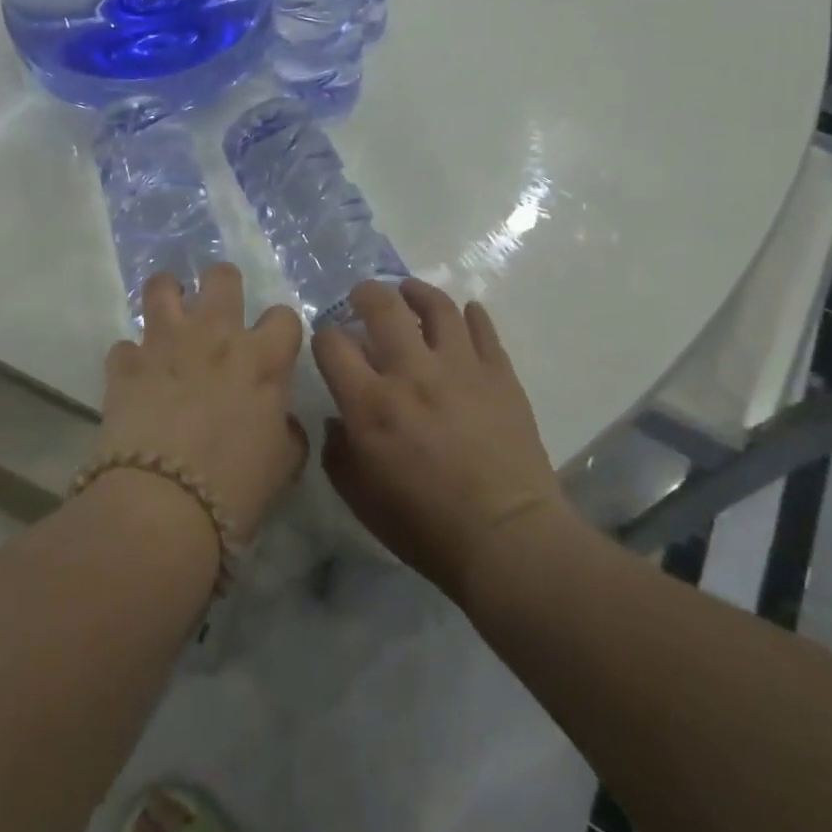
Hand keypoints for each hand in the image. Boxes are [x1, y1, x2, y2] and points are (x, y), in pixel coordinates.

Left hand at [97, 264, 306, 542]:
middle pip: (222, 277)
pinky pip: (125, 345)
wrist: (163, 505)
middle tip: (218, 313)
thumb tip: (280, 420)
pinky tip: (135, 378)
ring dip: (168, 296)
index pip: (284, 316)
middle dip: (223, 285)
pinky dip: (132, 359)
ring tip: (169, 317)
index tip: (273, 347)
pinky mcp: (125, 364)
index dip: (280, 330)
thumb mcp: (283, 464)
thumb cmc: (235, 488)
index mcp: (261, 359)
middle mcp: (214, 336)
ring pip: (162, 287)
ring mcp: (165, 343)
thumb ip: (286, 430)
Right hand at [313, 279, 572, 599]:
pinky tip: (463, 314)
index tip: (330, 344)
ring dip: (416, 292)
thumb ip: (338, 452)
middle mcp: (411, 373)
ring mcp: (460, 368)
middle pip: (382, 308)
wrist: (507, 539)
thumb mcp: (359, 498)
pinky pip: (483, 328)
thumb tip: (338, 421)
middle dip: (365, 294)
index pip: (332, 344)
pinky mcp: (499, 374)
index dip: (324, 337)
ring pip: (436, 307)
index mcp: (370, 403)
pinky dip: (470, 315)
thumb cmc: (424, 526)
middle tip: (363, 297)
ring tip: (409, 292)